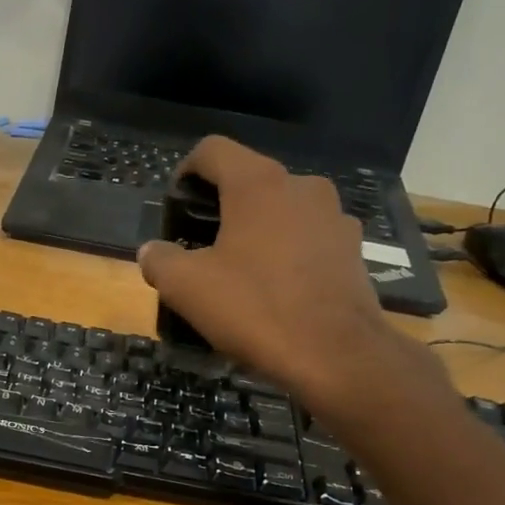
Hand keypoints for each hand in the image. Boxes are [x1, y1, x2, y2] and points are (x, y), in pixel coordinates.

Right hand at [137, 138, 440, 420]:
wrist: (335, 354)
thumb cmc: (255, 309)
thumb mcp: (186, 287)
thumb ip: (160, 260)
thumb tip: (151, 251)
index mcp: (257, 184)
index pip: (212, 150)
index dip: (185, 172)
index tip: (175, 209)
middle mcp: (301, 186)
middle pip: (249, 181)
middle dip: (220, 208)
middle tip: (200, 248)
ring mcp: (333, 217)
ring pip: (281, 211)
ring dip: (256, 231)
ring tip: (239, 273)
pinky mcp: (352, 249)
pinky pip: (307, 239)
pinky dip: (285, 253)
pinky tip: (274, 291)